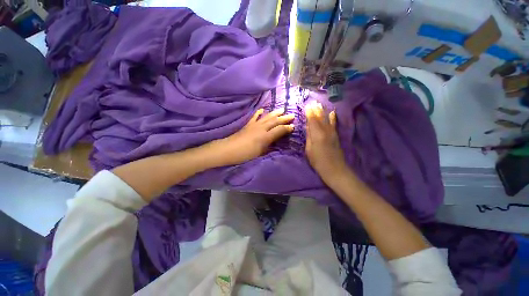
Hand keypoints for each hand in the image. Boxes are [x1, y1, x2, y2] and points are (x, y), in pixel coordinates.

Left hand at [210, 109, 293, 165]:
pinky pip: (255, 116)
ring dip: (275, 113)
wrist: (228, 149)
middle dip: (284, 118)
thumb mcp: (260, 153)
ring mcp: (254, 125)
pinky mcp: (248, 124)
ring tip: (282, 109)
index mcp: (265, 137)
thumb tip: (276, 142)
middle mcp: (261, 128)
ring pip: (267, 117)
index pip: (279, 130)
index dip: (287, 128)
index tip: (293, 126)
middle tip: (292, 115)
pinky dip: (259, 112)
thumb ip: (269, 146)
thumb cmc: (245, 154)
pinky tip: (262, 109)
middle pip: (275, 121)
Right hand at [305, 102, 347, 180]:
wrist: (334, 168)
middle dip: (316, 110)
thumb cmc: (318, 161)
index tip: (307, 105)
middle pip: (320, 118)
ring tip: (320, 104)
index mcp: (317, 134)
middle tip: (313, 102)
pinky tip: (332, 112)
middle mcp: (325, 131)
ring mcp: (332, 132)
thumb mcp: (309, 149)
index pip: (312, 120)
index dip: (309, 113)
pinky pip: (334, 124)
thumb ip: (309, 136)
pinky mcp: (336, 135)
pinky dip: (332, 118)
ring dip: (323, 111)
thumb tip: (308, 126)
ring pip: (326, 119)